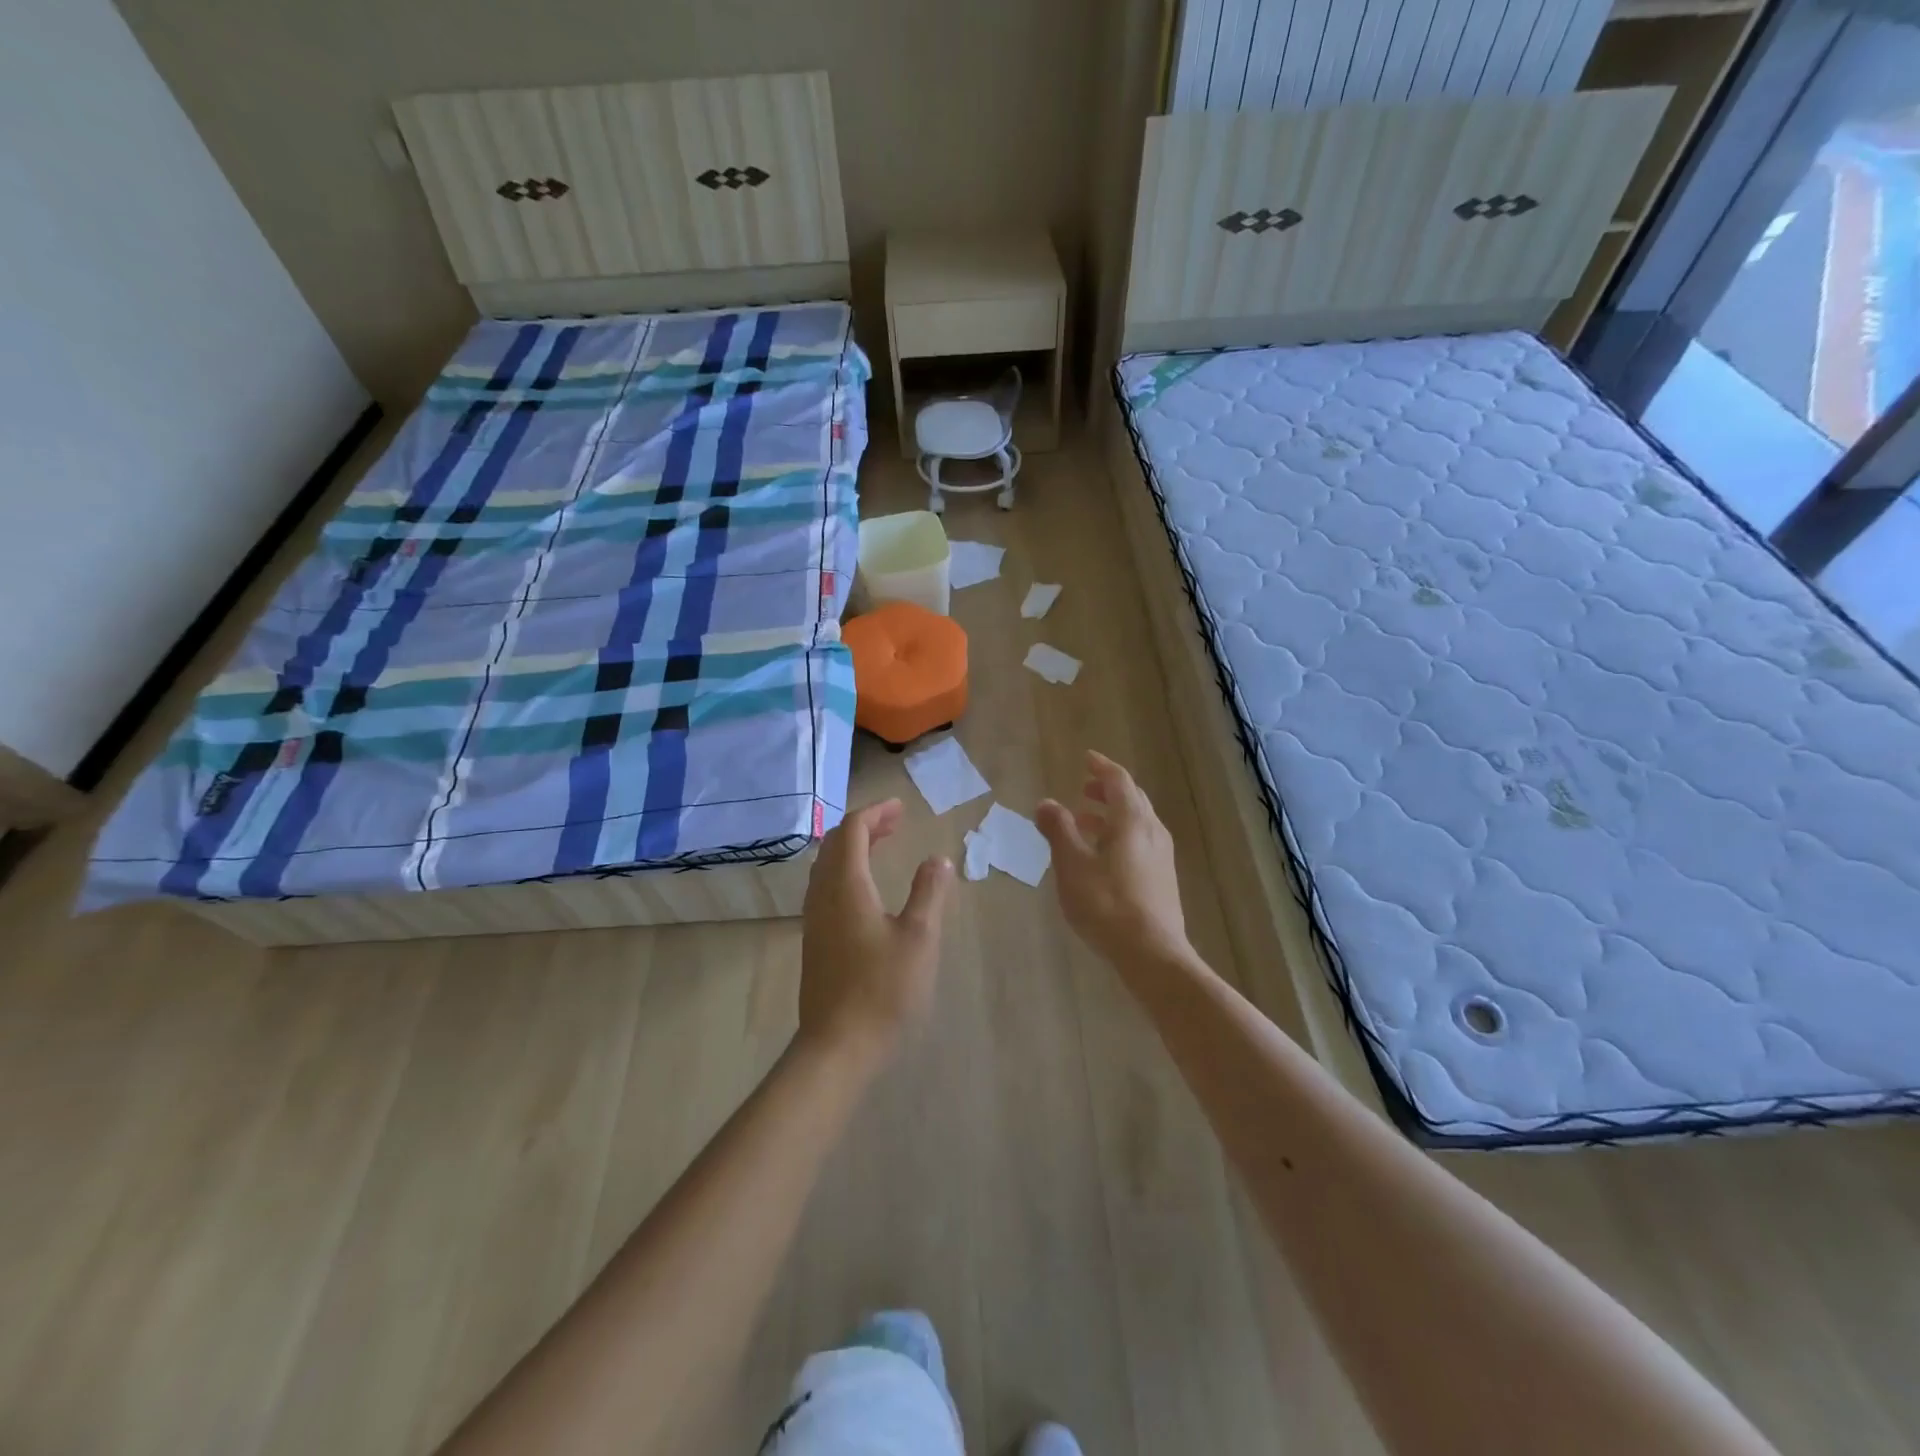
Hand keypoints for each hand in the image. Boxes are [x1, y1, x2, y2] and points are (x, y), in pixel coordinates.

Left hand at [799, 799, 953, 1068]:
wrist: (838, 1046)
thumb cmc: (883, 989)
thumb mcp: (919, 938)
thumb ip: (929, 893)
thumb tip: (938, 860)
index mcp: (846, 887)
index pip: (852, 831)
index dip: (875, 813)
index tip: (901, 808)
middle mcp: (823, 896)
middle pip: (835, 845)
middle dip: (864, 827)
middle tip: (895, 823)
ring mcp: (814, 920)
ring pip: (826, 867)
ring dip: (853, 849)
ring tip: (882, 847)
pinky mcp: (815, 942)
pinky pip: (826, 888)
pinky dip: (847, 872)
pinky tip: (867, 890)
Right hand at [1038, 751, 1190, 968]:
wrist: (1152, 953)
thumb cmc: (1107, 904)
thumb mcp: (1072, 866)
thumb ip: (1059, 830)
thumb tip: (1045, 803)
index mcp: (1132, 821)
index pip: (1119, 781)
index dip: (1102, 768)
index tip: (1086, 759)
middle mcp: (1152, 831)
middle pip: (1132, 799)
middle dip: (1107, 790)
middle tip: (1083, 789)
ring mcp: (1161, 856)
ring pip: (1137, 822)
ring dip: (1111, 815)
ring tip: (1084, 823)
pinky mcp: (1162, 878)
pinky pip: (1140, 842)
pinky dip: (1119, 835)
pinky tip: (1101, 856)